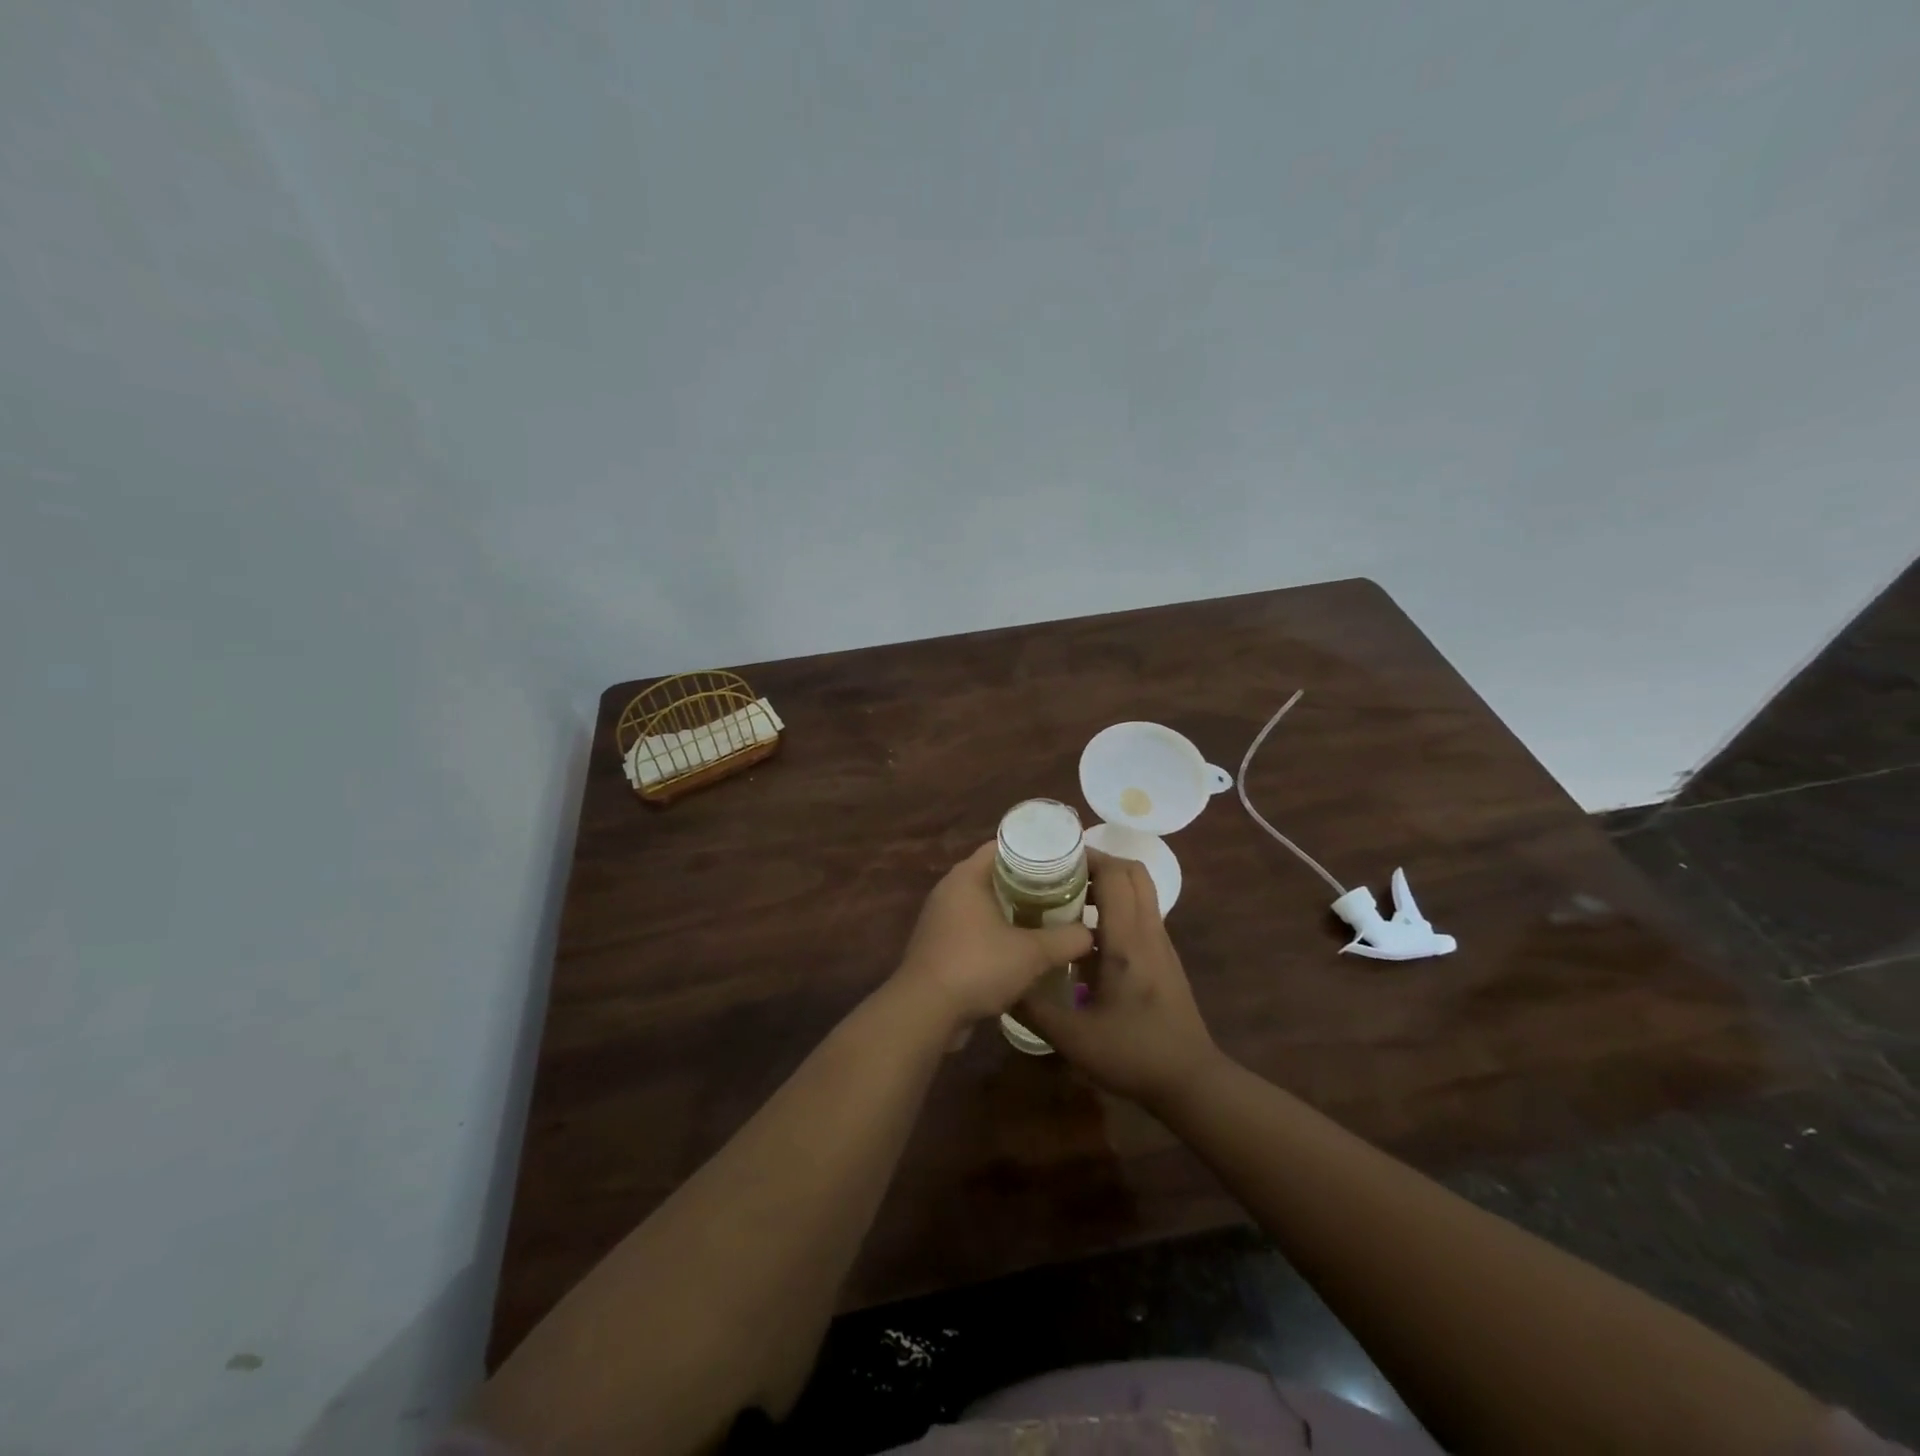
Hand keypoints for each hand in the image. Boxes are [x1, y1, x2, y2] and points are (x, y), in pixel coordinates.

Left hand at [893, 842, 1093, 1028]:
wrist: (925, 1011)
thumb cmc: (977, 966)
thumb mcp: (1032, 953)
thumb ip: (1066, 940)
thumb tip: (1089, 934)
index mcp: (967, 877)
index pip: (1004, 846)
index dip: (1035, 850)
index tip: (1065, 861)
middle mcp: (950, 890)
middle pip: (996, 875)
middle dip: (1029, 883)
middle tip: (1064, 891)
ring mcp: (941, 918)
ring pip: (985, 904)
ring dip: (1014, 910)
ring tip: (1049, 918)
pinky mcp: (939, 945)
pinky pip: (975, 928)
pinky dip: (997, 932)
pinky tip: (1022, 948)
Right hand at [1016, 848, 1224, 1110]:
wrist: (1190, 1081)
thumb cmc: (1133, 1054)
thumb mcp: (1073, 1038)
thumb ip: (1033, 1007)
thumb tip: (1001, 981)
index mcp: (1127, 941)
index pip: (1115, 875)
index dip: (1086, 857)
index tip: (1053, 859)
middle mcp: (1148, 931)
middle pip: (1132, 872)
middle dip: (1098, 863)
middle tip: (1060, 874)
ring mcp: (1160, 943)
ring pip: (1140, 890)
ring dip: (1108, 883)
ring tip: (1067, 897)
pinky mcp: (1163, 956)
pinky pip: (1141, 911)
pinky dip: (1116, 905)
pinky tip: (1086, 933)